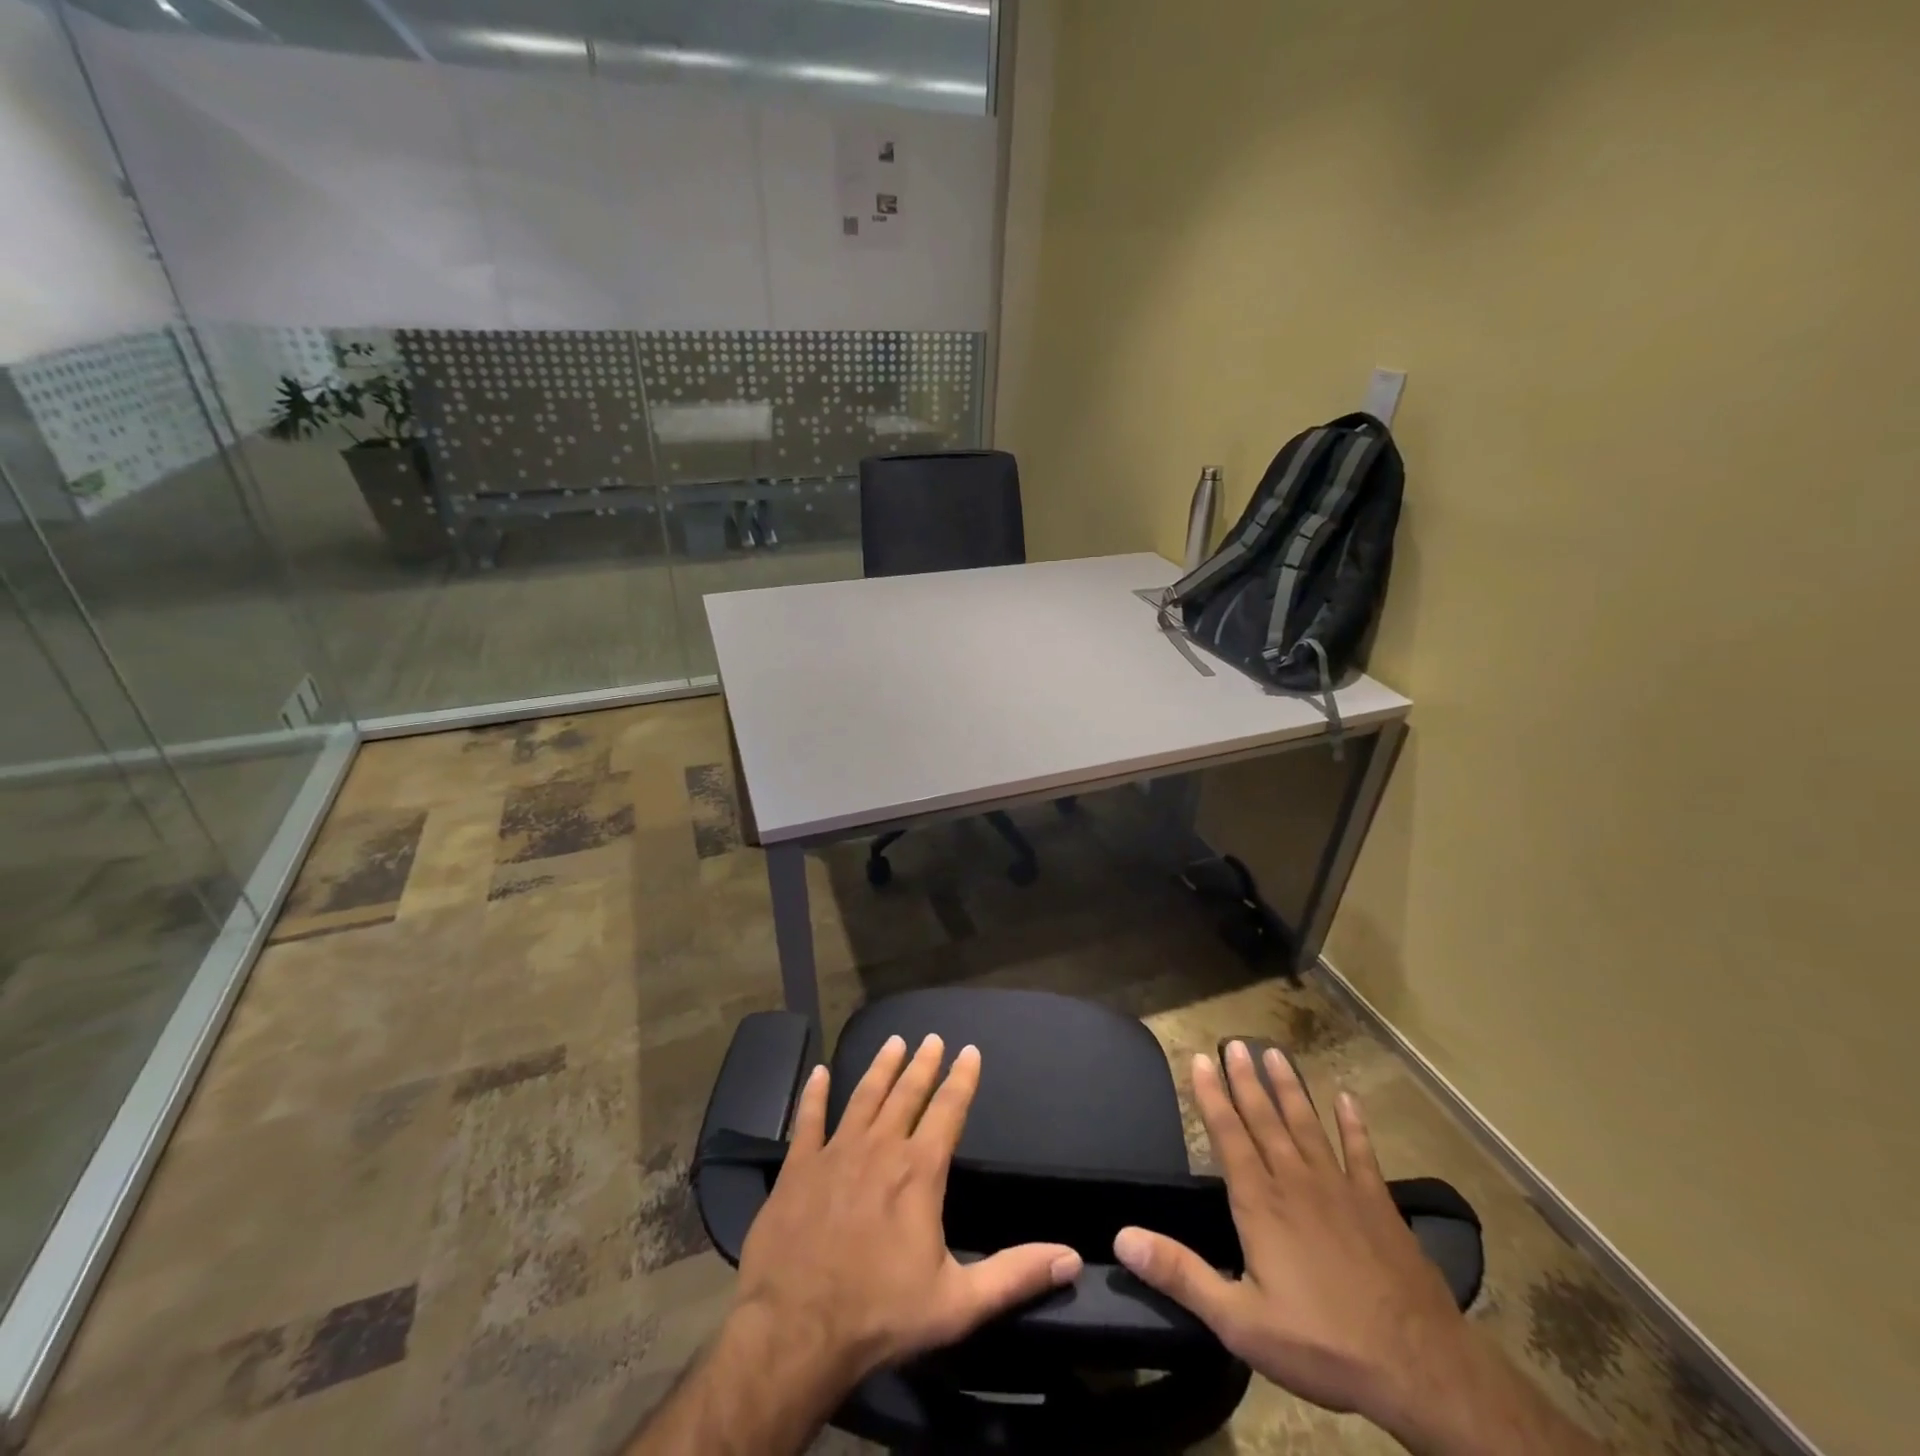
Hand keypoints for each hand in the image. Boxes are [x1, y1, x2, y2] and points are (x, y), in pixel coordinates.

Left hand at [734, 1033, 1083, 1389]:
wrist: (796, 1331)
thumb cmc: (881, 1315)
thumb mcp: (958, 1304)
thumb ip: (1015, 1275)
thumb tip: (1071, 1257)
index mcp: (919, 1172)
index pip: (948, 1110)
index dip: (962, 1079)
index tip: (969, 1050)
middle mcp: (880, 1148)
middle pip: (906, 1094)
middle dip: (923, 1064)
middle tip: (932, 1037)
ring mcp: (835, 1153)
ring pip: (863, 1097)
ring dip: (880, 1067)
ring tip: (893, 1042)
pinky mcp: (798, 1167)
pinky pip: (808, 1120)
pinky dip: (814, 1095)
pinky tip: (818, 1073)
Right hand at [1113, 1043, 1473, 1433]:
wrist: (1420, 1368)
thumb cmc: (1321, 1344)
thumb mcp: (1239, 1321)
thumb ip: (1180, 1274)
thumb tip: (1122, 1237)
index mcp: (1260, 1203)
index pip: (1228, 1135)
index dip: (1212, 1095)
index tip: (1201, 1059)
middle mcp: (1295, 1181)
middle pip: (1265, 1119)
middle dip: (1246, 1079)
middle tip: (1234, 1042)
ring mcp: (1340, 1188)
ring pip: (1306, 1124)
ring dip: (1288, 1088)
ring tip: (1274, 1053)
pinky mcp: (1379, 1204)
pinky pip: (1362, 1153)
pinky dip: (1353, 1125)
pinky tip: (1348, 1099)